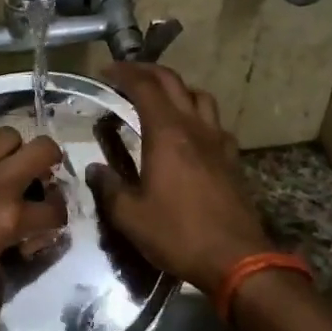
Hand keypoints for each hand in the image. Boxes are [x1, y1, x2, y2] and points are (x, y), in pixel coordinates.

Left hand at [0, 127, 68, 325]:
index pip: (54, 210)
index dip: (56, 219)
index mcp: (7, 219)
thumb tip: (7, 236)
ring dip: (13, 153)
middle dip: (49, 162)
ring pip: (6, 137)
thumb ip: (0, 245)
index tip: (46, 226)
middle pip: (42, 149)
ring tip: (1, 174)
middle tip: (39, 180)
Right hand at [86, 63, 272, 291]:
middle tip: (127, 75)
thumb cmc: (178, 235)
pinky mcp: (232, 158)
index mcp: (166, 134)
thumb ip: (109, 188)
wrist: (237, 259)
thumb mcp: (131, 217)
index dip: (123, 73)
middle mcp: (194, 127)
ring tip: (160, 99)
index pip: (144, 87)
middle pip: (173, 82)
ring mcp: (218, 141)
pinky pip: (215, 122)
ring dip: (177, 89)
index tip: (105, 72)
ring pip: (200, 96)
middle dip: (148, 72)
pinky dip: (197, 114)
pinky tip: (189, 132)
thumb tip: (94, 169)